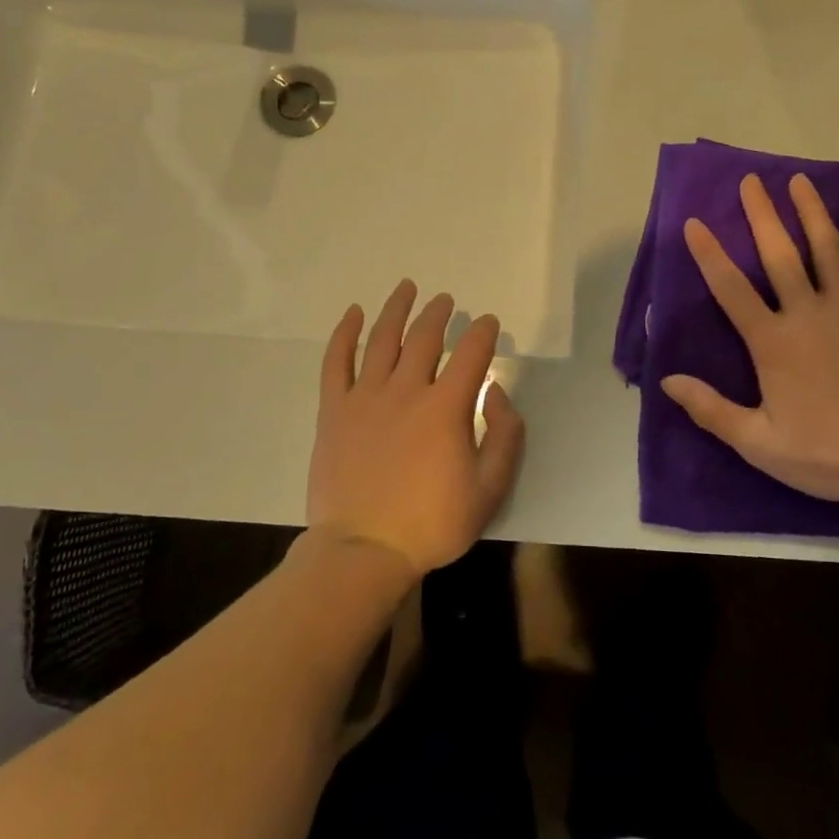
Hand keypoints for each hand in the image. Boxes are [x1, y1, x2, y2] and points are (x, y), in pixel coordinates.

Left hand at [307, 280, 525, 579]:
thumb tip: (497, 392)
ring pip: (382, 339)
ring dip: (397, 309)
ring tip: (407, 288)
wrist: (363, 551)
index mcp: (446, 407)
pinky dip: (345, 334)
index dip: (484, 332)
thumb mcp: (489, 489)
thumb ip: (504, 436)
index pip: (471, 353)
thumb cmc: (431, 524)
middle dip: (440, 313)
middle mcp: (406, 390)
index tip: (490, 323)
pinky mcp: (334, 410)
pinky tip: (354, 314)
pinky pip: (336, 362)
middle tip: (447, 300)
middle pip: (425, 336)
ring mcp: (365, 397)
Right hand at [661, 173, 838, 506]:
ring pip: (828, 250)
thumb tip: (667, 380)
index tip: (694, 223)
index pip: (731, 289)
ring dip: (812, 213)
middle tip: (751, 181)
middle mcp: (808, 313)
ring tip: (799, 181)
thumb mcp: (759, 442)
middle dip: (762, 215)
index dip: (709, 254)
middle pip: (780, 255)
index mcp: (772, 341)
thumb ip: (711, 409)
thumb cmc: (828, 452)